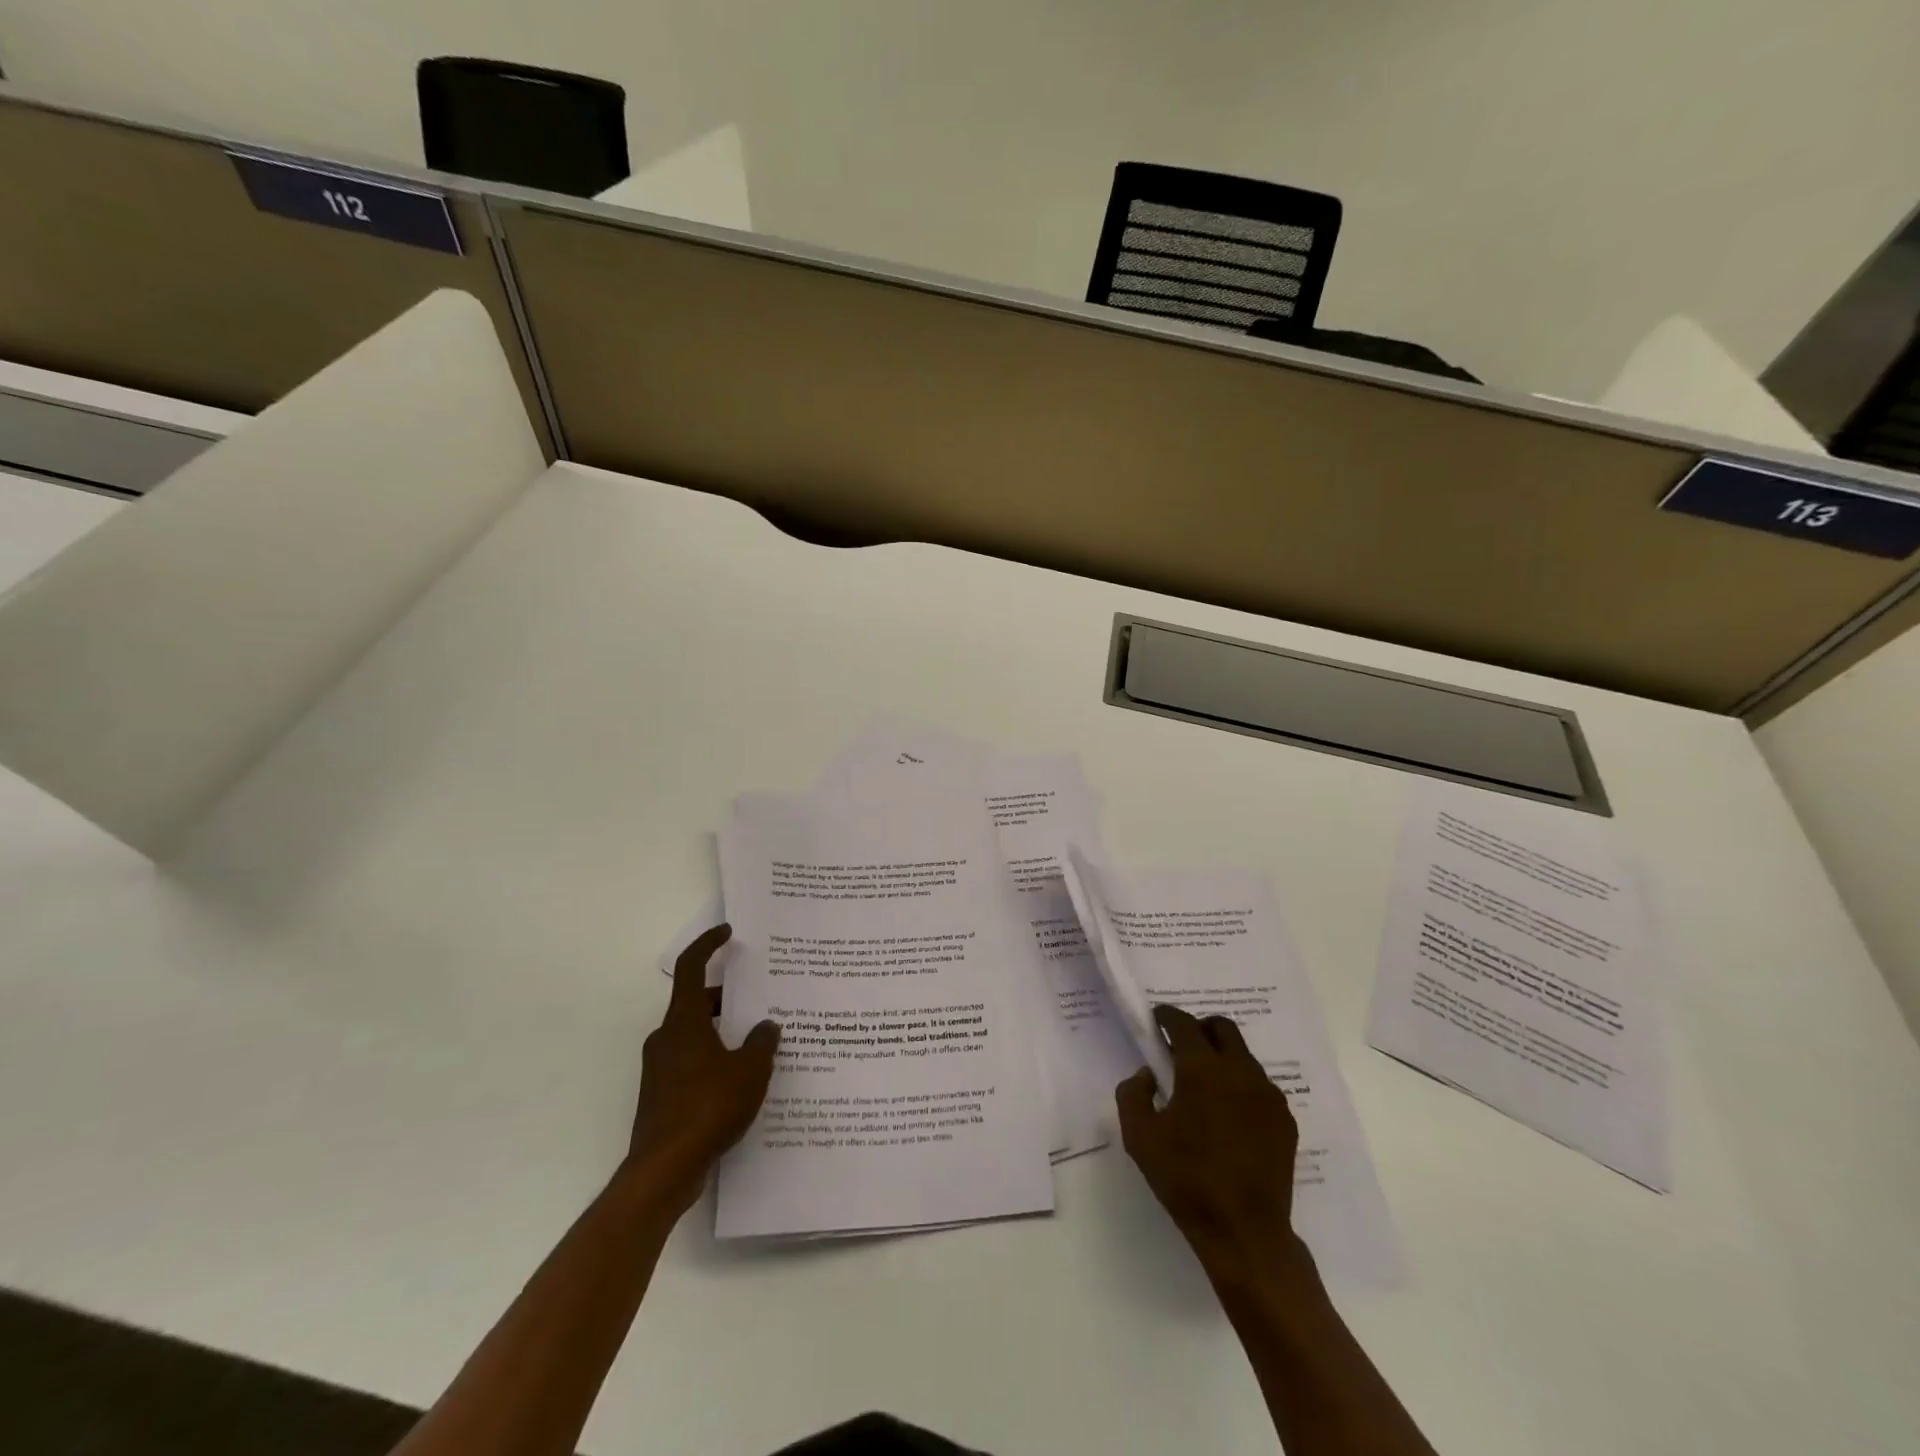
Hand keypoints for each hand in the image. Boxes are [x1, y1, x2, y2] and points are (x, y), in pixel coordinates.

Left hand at [627, 924, 779, 1215]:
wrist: (663, 1170)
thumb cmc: (708, 1107)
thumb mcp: (750, 1071)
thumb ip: (762, 1043)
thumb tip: (767, 1026)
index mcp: (683, 1022)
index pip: (691, 968)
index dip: (707, 945)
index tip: (727, 932)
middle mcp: (666, 1038)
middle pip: (695, 1003)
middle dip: (727, 996)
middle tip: (759, 997)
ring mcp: (660, 1069)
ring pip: (694, 1035)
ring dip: (723, 1031)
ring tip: (758, 1041)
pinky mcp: (661, 1097)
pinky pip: (692, 1063)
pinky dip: (715, 1059)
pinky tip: (741, 1079)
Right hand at [1116, 1004, 1307, 1289]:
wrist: (1244, 1231)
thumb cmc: (1186, 1179)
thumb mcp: (1139, 1137)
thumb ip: (1133, 1094)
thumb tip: (1148, 1074)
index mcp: (1202, 1069)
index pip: (1184, 1024)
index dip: (1167, 1016)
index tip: (1157, 1019)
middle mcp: (1240, 1071)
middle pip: (1222, 1028)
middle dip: (1200, 1028)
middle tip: (1182, 1046)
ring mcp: (1268, 1095)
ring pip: (1244, 1056)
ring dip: (1222, 1056)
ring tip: (1205, 1084)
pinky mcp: (1285, 1120)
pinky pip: (1260, 1085)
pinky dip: (1241, 1085)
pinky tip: (1229, 1114)